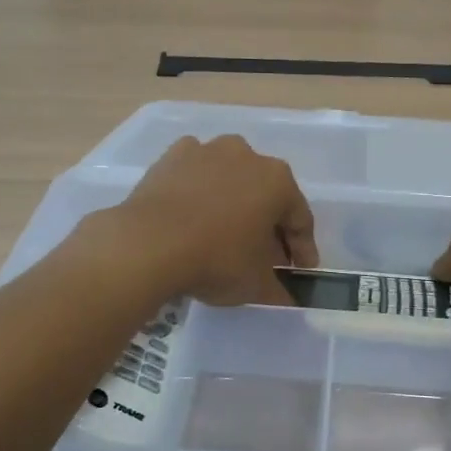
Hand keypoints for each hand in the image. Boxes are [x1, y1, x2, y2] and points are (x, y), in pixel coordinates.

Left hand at [105, 135, 318, 305]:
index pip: (300, 219)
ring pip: (230, 179)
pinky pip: (195, 175)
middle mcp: (247, 155)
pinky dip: (198, 191)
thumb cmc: (216, 259)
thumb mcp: (255, 285)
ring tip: (225, 234)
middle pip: (266, 195)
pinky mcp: (171, 156)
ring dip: (233, 203)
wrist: (148, 243)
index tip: (300, 271)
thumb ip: (277, 291)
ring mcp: (207, 151)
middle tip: (264, 256)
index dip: (303, 249)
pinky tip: (192, 215)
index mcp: (278, 181)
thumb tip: (285, 299)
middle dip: (268, 225)